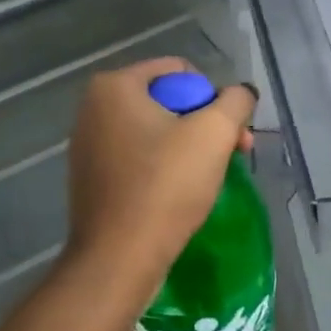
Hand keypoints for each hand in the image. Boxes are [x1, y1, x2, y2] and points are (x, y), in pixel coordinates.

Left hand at [64, 57, 257, 293]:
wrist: (119, 258)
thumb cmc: (166, 186)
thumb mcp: (214, 133)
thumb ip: (236, 101)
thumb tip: (242, 94)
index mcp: (114, 86)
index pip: (181, 72)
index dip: (213, 98)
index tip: (230, 133)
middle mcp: (93, 109)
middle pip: (168, 102)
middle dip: (206, 125)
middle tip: (235, 154)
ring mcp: (88, 145)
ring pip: (156, 132)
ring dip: (190, 148)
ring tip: (211, 177)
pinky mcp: (92, 179)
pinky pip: (139, 159)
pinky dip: (164, 169)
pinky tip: (181, 194)